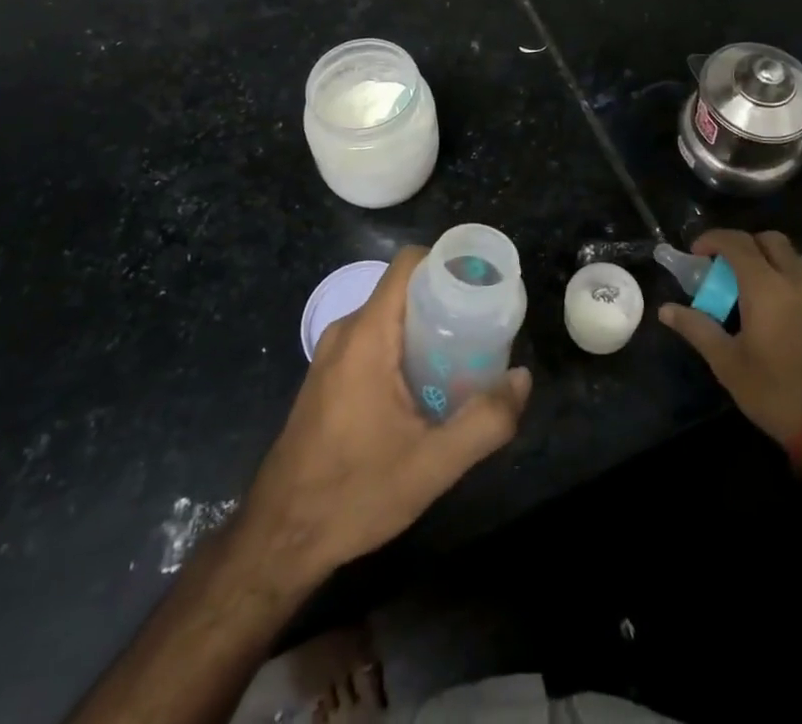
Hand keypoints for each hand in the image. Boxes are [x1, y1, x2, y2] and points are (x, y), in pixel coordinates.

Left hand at [235, 246, 530, 585]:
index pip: (409, 264)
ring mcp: (332, 355)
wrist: (279, 540)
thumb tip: (522, 379)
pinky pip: (374, 341)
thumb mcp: (432, 465)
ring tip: (465, 356)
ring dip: (427, 327)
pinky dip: (405, 348)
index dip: (448, 262)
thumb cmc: (354, 494)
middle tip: (485, 327)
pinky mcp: (328, 378)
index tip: (483, 285)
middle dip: (446, 300)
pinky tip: (428, 386)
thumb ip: (485, 421)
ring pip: (389, 317)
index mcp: (367, 335)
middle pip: (404, 290)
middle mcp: (346, 332)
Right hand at [659, 230, 801, 444]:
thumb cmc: (777, 391)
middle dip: (742, 244)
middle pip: (768, 240)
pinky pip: (800, 276)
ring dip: (764, 258)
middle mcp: (794, 281)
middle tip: (721, 267)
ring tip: (741, 287)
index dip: (712, 240)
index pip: (737, 243)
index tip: (694, 254)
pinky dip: (780, 275)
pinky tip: (767, 308)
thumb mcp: (728, 363)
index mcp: (766, 286)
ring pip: (789, 256)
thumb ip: (698, 328)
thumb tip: (666, 309)